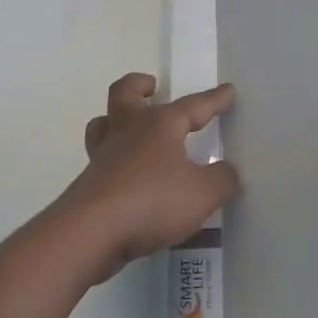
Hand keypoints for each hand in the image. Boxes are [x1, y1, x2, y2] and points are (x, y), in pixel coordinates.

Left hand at [57, 73, 239, 281]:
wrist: (91, 233)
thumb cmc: (152, 201)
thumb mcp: (202, 194)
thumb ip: (221, 180)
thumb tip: (229, 171)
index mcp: (159, 125)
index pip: (193, 106)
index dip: (214, 99)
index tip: (228, 90)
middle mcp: (128, 131)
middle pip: (125, 93)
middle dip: (140, 85)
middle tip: (152, 87)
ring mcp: (104, 156)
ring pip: (103, 125)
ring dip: (115, 120)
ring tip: (130, 128)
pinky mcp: (89, 184)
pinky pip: (101, 161)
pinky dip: (114, 161)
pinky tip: (128, 177)